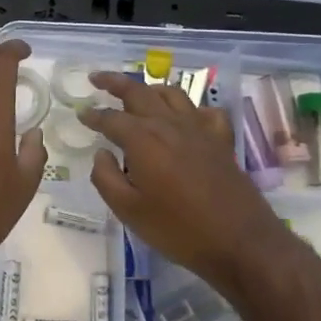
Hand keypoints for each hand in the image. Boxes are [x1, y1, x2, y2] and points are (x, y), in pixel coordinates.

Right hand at [80, 74, 305, 298]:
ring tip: (138, 92)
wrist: (239, 242)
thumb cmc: (177, 229)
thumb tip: (101, 154)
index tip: (81, 113)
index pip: (111, 118)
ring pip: (172, 95)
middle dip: (115, 82)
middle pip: (139, 93)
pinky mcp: (221, 141)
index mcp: (142, 139)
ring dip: (150, 89)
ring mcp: (199, 130)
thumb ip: (106, 178)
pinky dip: (192, 109)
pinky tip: (186, 118)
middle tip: (98, 78)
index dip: (93, 115)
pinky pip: (205, 112)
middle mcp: (169, 125)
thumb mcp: (128, 210)